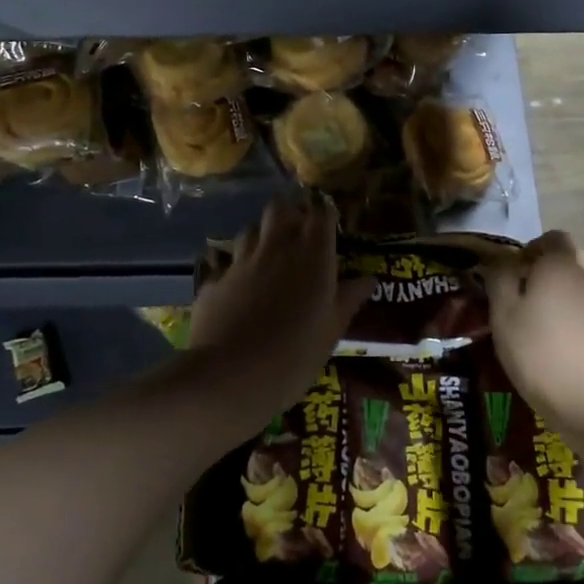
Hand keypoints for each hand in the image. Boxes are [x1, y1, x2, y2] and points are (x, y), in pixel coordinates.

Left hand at [189, 194, 370, 423]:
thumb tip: (368, 279)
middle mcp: (276, 247)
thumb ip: (349, 299)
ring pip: (251, 230)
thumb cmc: (295, 355)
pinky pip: (228, 265)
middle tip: (298, 235)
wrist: (229, 376)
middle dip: (289, 213)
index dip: (324, 214)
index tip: (329, 226)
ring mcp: (241, 261)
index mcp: (313, 256)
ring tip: (269, 260)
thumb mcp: (332, 331)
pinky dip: (236, 272)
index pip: (321, 213)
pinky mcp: (214, 281)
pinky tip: (239, 293)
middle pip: (280, 208)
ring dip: (261, 237)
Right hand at [484, 231, 583, 450]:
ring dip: (563, 293)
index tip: (510, 273)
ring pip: (582, 284)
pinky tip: (559, 342)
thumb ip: (499, 278)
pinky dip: (576, 316)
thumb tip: (499, 260)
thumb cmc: (539, 351)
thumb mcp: (503, 314)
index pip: (550, 238)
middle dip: (547, 269)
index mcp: (561, 262)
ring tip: (539, 320)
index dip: (529, 250)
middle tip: (523, 294)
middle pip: (569, 258)